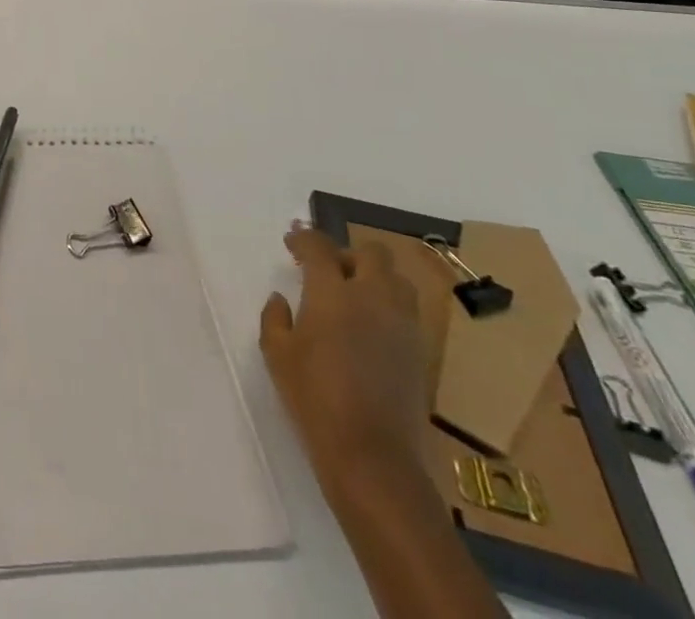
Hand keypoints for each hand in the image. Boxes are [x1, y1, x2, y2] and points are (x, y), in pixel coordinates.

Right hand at [260, 226, 430, 496]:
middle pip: (371, 252)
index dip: (304, 238)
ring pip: (397, 279)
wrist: (373, 456)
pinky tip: (371, 330)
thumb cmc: (314, 399)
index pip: (319, 247)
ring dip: (375, 278)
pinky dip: (388, 308)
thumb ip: (275, 318)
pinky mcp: (419, 351)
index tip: (292, 242)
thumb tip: (281, 299)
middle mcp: (372, 297)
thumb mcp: (277, 355)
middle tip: (328, 271)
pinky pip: (406, 311)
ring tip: (355, 297)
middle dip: (348, 254)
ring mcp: (402, 324)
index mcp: (332, 292)